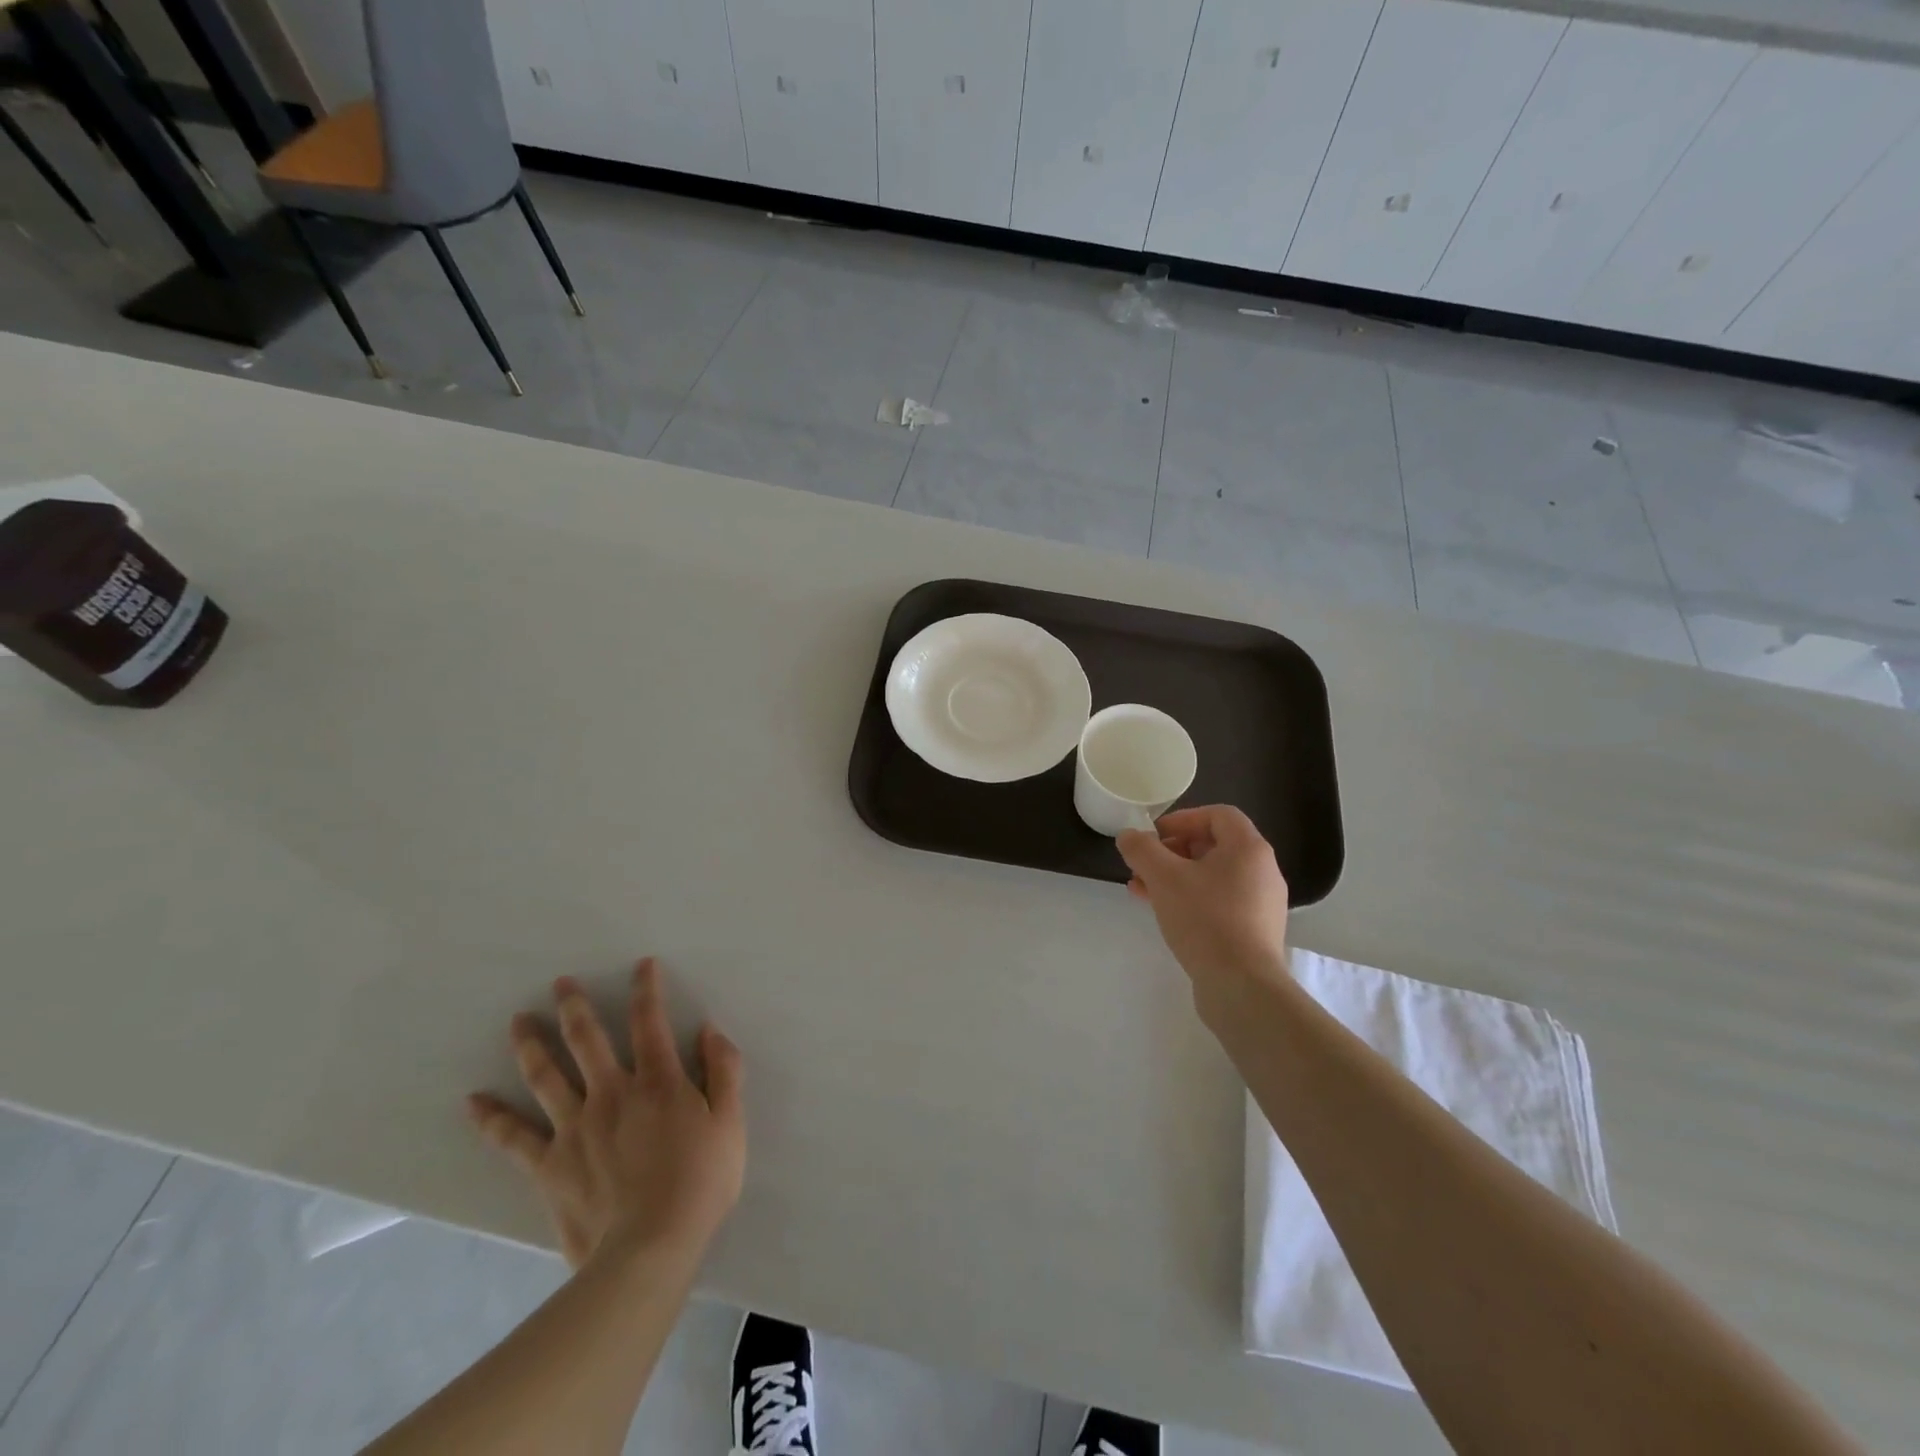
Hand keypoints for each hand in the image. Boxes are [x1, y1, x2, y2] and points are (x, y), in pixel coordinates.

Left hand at [467, 957, 745, 1270]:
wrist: (650, 1249)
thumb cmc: (700, 1182)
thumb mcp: (730, 1122)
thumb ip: (724, 1070)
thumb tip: (709, 1030)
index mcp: (658, 1082)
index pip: (650, 1022)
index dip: (646, 990)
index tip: (642, 965)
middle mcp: (612, 1093)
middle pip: (587, 1040)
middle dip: (575, 1007)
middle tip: (560, 982)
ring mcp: (575, 1127)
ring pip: (547, 1076)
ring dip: (532, 1044)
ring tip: (518, 1020)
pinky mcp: (549, 1164)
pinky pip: (514, 1137)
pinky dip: (492, 1118)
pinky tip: (473, 1102)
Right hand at [1117, 805, 1290, 988]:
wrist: (1242, 986)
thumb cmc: (1205, 919)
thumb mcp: (1163, 877)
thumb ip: (1141, 849)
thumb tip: (1128, 836)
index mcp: (1249, 849)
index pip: (1218, 815)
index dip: (1182, 819)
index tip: (1153, 835)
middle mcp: (1262, 871)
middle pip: (1214, 845)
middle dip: (1172, 850)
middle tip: (1144, 863)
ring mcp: (1260, 903)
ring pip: (1212, 876)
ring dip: (1175, 876)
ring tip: (1142, 889)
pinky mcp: (1253, 931)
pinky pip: (1218, 902)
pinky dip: (1190, 898)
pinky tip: (1162, 913)